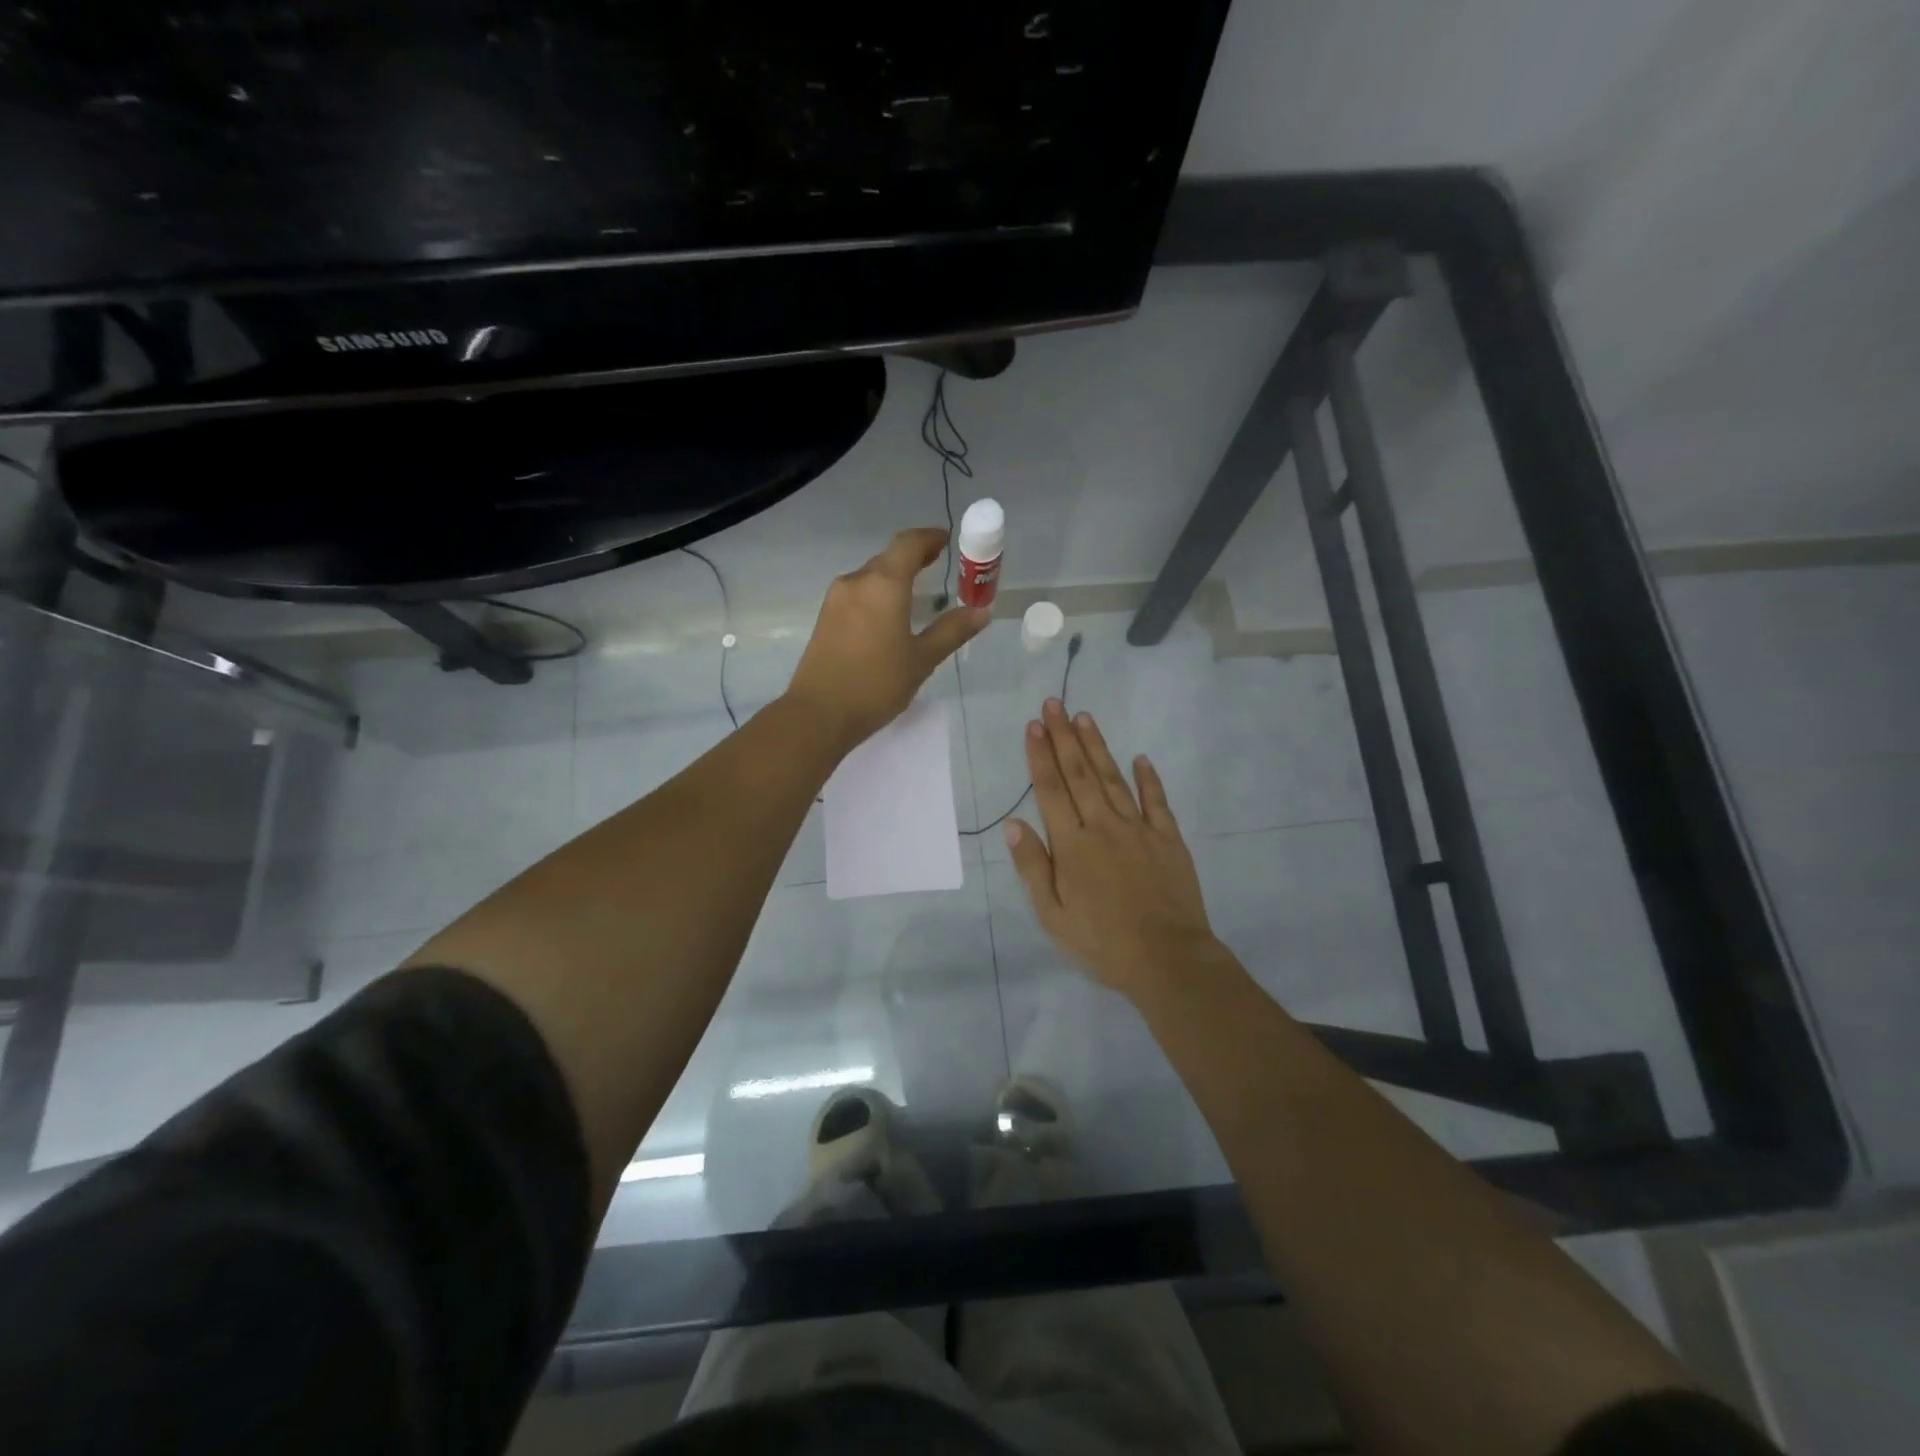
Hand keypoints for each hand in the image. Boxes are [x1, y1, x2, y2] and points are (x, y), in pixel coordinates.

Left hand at [785, 527, 988, 751]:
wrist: (819, 713)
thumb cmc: (876, 684)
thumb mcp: (922, 659)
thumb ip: (952, 631)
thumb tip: (981, 611)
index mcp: (884, 584)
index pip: (908, 544)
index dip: (929, 537)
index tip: (946, 539)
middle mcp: (857, 581)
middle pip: (888, 558)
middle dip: (914, 558)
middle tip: (938, 566)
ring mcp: (836, 599)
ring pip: (871, 577)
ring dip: (894, 578)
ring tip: (916, 594)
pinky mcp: (825, 618)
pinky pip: (858, 594)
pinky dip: (878, 595)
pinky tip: (888, 616)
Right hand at [1005, 700, 1226, 1001]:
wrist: (1168, 960)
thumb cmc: (1102, 943)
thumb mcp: (1052, 915)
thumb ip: (1033, 866)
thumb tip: (1013, 823)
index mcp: (1072, 845)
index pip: (1051, 790)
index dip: (1040, 756)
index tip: (1033, 726)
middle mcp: (1104, 826)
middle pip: (1079, 774)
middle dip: (1064, 737)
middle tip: (1054, 704)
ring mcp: (1140, 830)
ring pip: (1114, 779)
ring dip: (1097, 747)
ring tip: (1084, 718)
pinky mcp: (1169, 839)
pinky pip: (1157, 801)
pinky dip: (1148, 778)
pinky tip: (1141, 758)